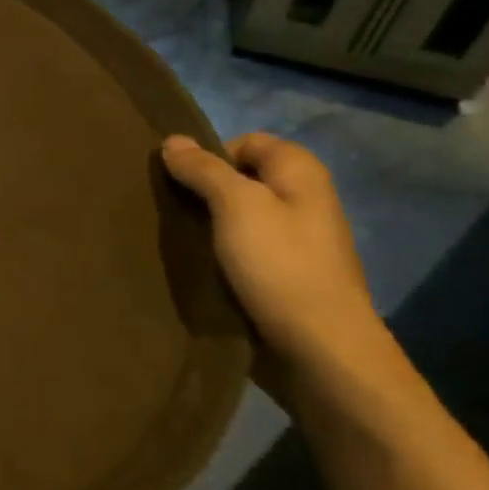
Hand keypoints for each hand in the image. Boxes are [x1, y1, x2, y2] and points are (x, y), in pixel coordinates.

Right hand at [161, 133, 387, 376]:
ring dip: (206, 226)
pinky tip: (196, 266)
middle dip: (203, 191)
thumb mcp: (236, 206)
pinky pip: (241, 251)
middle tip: (169, 209)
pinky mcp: (281, 276)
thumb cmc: (281, 266)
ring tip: (175, 239)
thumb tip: (173, 140)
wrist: (319, 349)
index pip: (247, 142)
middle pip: (240, 180)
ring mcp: (294, 241)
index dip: (211, 155)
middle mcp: (302, 201)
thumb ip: (204, 170)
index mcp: (300, 174)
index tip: (181, 182)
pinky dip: (218, 254)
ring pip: (237, 218)